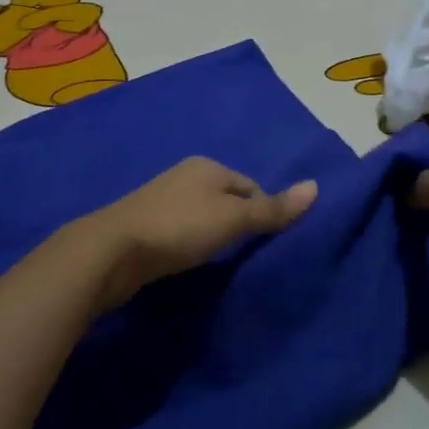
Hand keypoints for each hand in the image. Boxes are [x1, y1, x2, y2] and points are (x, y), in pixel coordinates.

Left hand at [82, 157, 317, 309]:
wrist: (112, 251)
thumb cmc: (179, 228)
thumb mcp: (232, 219)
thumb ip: (272, 208)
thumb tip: (316, 187)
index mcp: (207, 166)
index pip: (251, 187)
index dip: (263, 213)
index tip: (265, 243)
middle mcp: (185, 176)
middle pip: (227, 200)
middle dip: (238, 224)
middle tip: (245, 255)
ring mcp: (162, 199)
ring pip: (203, 216)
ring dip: (213, 235)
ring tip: (219, 262)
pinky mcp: (145, 225)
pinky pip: (182, 231)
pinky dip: (191, 244)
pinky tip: (190, 261)